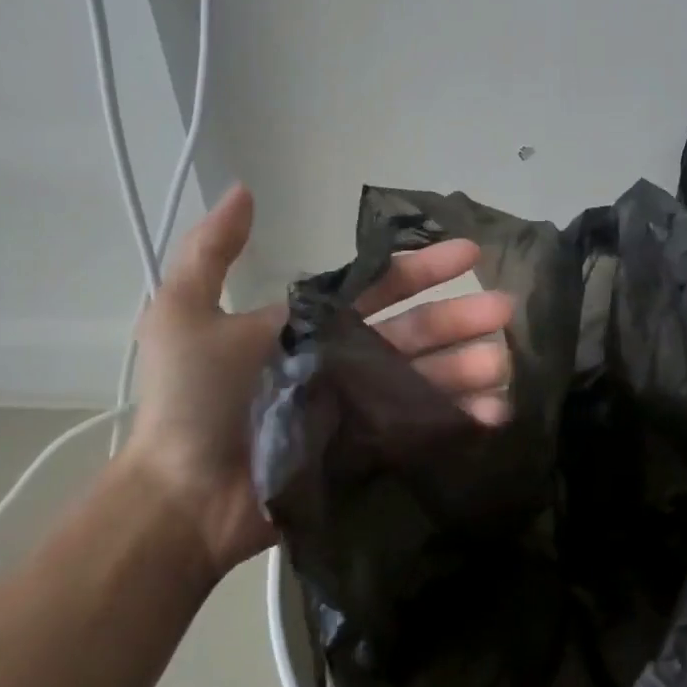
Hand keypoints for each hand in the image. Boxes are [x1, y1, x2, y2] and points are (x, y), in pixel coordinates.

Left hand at [125, 183, 513, 577]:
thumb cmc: (187, 403)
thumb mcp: (182, 314)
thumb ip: (211, 251)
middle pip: (416, 332)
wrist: (179, 498)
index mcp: (316, 325)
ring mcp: (361, 408)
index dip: (425, 267)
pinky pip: (421, 430)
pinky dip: (459, 420)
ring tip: (507, 362)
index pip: (382, 288)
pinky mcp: (368, 452)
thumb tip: (244, 188)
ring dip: (469, 368)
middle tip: (507, 309)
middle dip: (462, 318)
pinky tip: (495, 413)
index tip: (470, 253)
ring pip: (427, 379)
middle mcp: (347, 360)